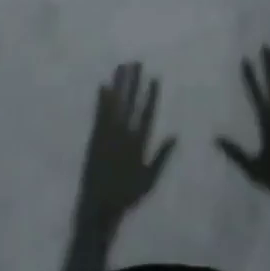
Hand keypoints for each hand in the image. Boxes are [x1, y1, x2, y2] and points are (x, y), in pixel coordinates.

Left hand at [74, 63, 175, 225]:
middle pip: (130, 102)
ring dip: (119, 84)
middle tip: (136, 62)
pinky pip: (99, 114)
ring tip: (122, 67)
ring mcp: (107, 134)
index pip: (146, 113)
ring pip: (114, 104)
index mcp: (138, 143)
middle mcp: (123, 134)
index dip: (150, 94)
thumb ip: (162, 156)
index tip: (154, 77)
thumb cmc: (127, 195)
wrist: (99, 207)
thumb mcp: (150, 179)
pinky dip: (101, 100)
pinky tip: (103, 86)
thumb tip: (175, 135)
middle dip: (133, 81)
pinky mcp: (94, 137)